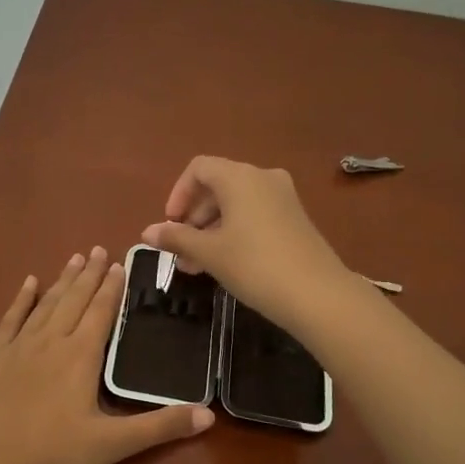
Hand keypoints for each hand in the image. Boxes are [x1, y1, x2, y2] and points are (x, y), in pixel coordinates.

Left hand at [0, 247, 212, 463]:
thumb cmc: (51, 457)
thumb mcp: (111, 446)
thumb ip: (159, 427)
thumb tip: (209, 415)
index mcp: (80, 357)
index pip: (101, 312)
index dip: (112, 287)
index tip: (119, 263)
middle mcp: (50, 341)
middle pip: (74, 300)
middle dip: (89, 274)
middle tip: (98, 249)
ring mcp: (17, 346)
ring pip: (46, 304)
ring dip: (62, 280)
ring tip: (74, 258)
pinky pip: (10, 318)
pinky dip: (22, 299)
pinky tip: (29, 283)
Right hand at [142, 157, 351, 334]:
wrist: (318, 295)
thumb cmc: (255, 265)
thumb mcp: (209, 252)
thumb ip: (176, 237)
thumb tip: (146, 232)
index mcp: (239, 177)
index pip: (198, 169)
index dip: (178, 194)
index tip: (170, 225)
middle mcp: (263, 177)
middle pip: (217, 186)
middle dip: (194, 218)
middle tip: (181, 251)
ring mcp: (283, 197)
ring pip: (235, 204)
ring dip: (211, 229)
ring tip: (197, 265)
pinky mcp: (295, 219)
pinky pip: (254, 215)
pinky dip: (234, 232)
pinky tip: (225, 264)